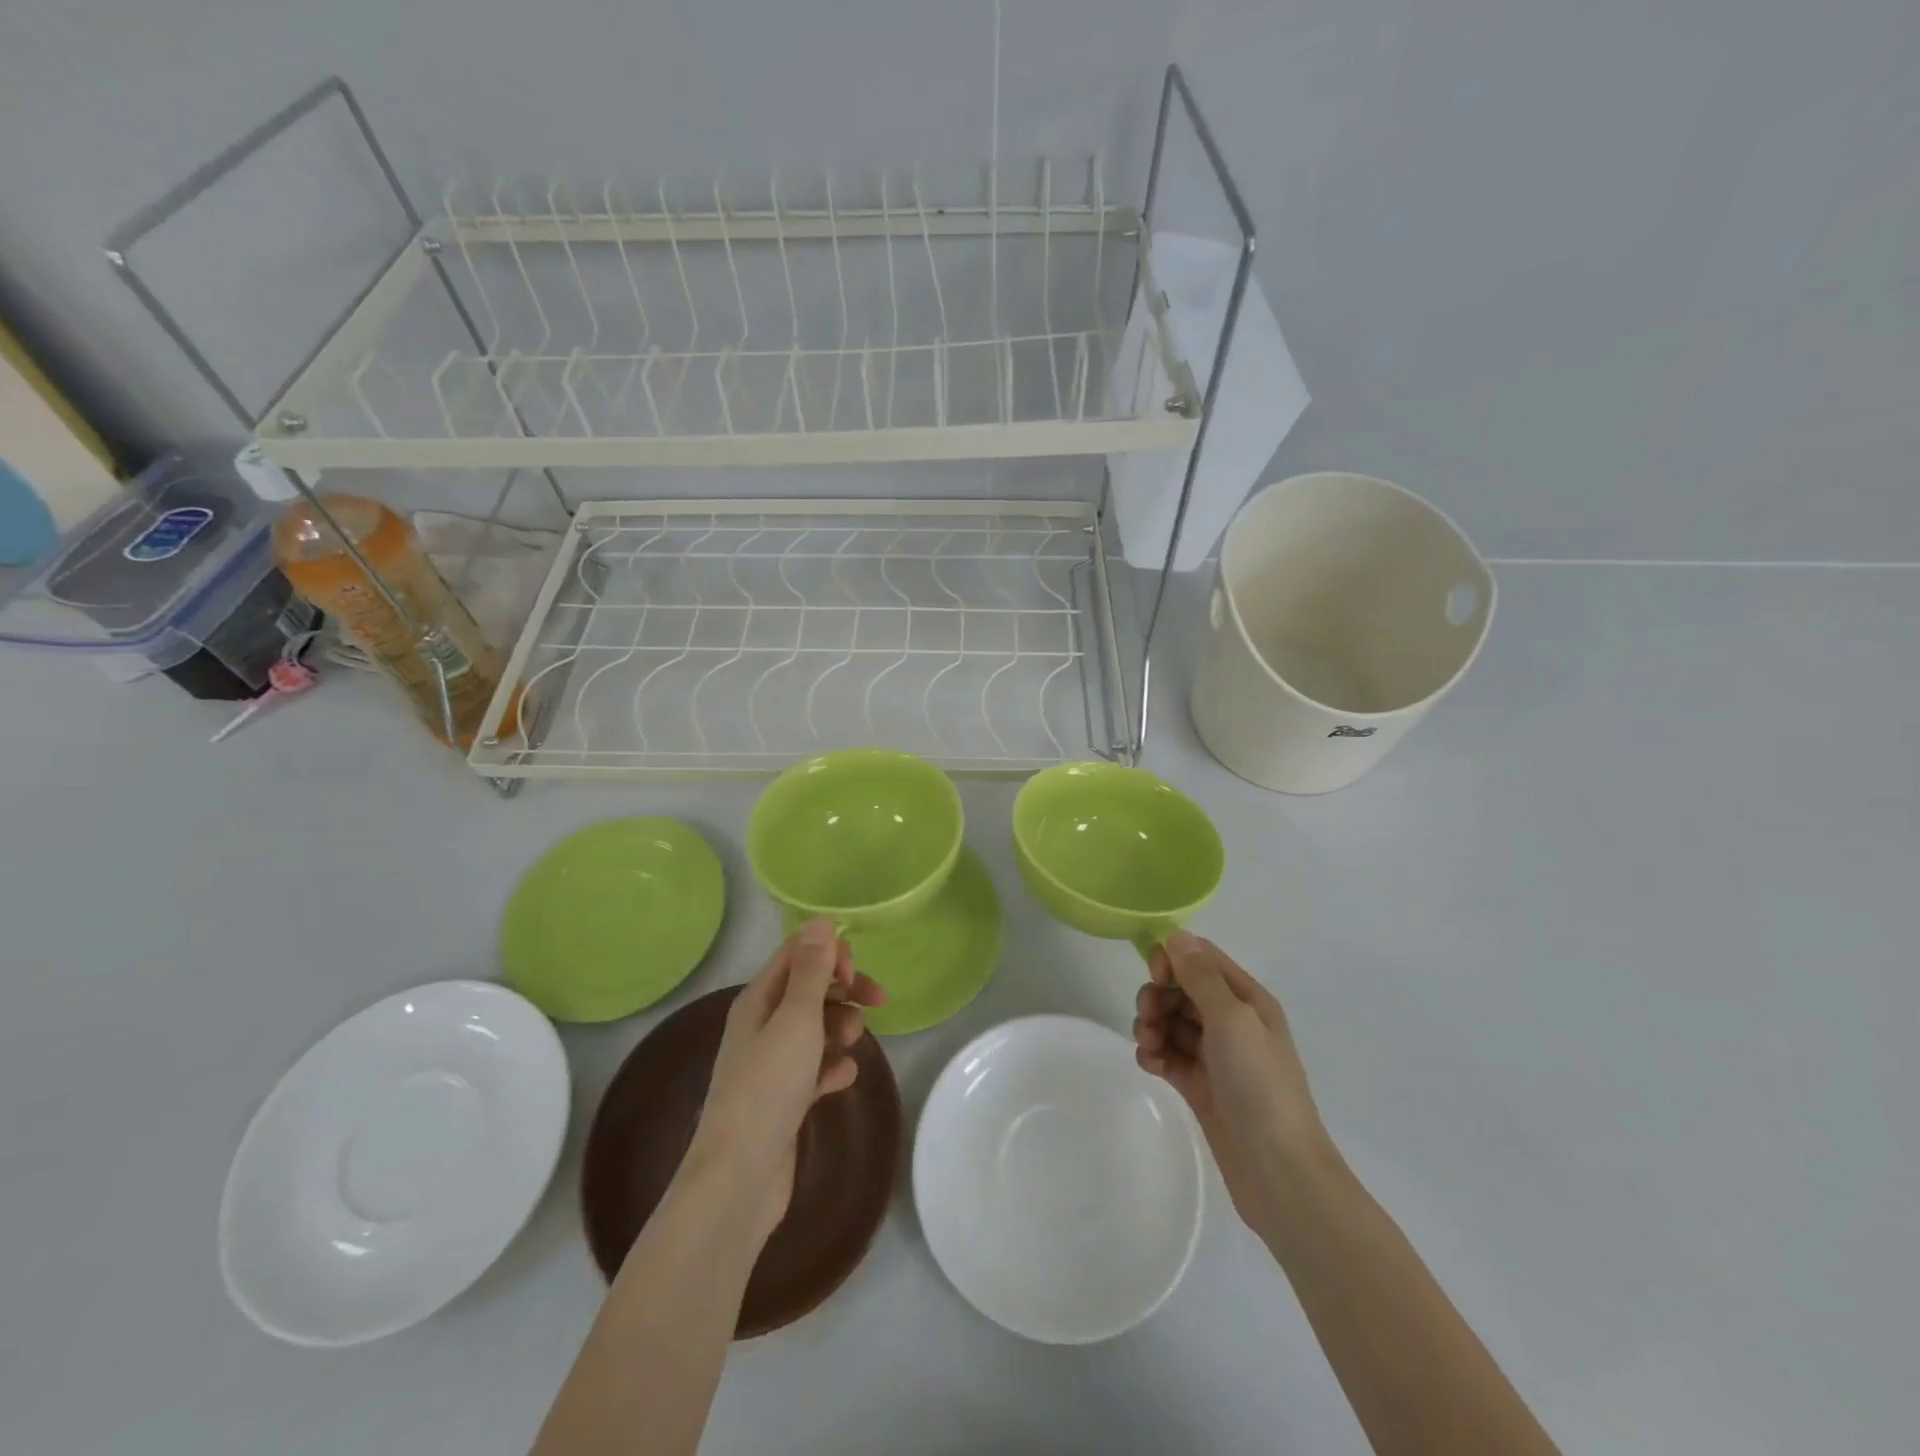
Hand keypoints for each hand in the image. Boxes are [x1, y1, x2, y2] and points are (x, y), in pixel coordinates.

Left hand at [689, 919, 885, 1243]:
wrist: (738, 1179)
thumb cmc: (768, 1087)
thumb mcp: (795, 1018)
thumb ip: (811, 970)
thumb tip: (819, 919)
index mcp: (758, 1000)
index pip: (797, 955)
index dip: (830, 956)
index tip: (856, 976)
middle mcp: (761, 1026)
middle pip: (809, 990)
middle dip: (844, 991)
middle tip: (876, 1004)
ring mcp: (771, 1065)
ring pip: (815, 1029)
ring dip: (840, 1028)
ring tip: (851, 1047)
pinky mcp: (782, 1100)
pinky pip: (814, 1069)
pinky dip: (831, 1067)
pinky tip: (843, 1078)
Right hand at [1133, 930, 1330, 1235]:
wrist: (1279, 1172)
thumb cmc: (1260, 1085)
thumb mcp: (1232, 1019)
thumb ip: (1201, 976)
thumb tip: (1176, 935)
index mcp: (1247, 999)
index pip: (1203, 959)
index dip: (1175, 959)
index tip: (1156, 975)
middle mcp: (1232, 1022)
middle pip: (1182, 990)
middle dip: (1158, 996)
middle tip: (1148, 1016)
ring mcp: (1216, 1056)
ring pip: (1171, 1022)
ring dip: (1152, 1025)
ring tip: (1149, 1046)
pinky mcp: (1200, 1086)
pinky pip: (1168, 1055)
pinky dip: (1155, 1054)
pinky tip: (1151, 1065)